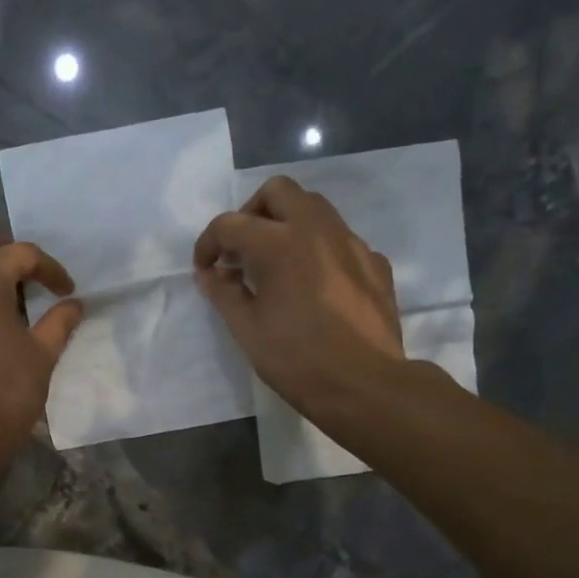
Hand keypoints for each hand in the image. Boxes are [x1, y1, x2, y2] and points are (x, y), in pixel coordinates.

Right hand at [194, 175, 408, 421]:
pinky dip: (317, 249)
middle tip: (241, 251)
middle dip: (251, 214)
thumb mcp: (247, 330)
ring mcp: (351, 243)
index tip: (205, 269)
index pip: (231, 224)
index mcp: (279, 243)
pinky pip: (339, 239)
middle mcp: (317, 229)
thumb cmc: (297, 359)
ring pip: (314, 208)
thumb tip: (210, 274)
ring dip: (287, 224)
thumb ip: (224, 294)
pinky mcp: (373, 263)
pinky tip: (313, 285)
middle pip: (277, 192)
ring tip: (275, 264)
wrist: (365, 385)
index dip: (209, 244)